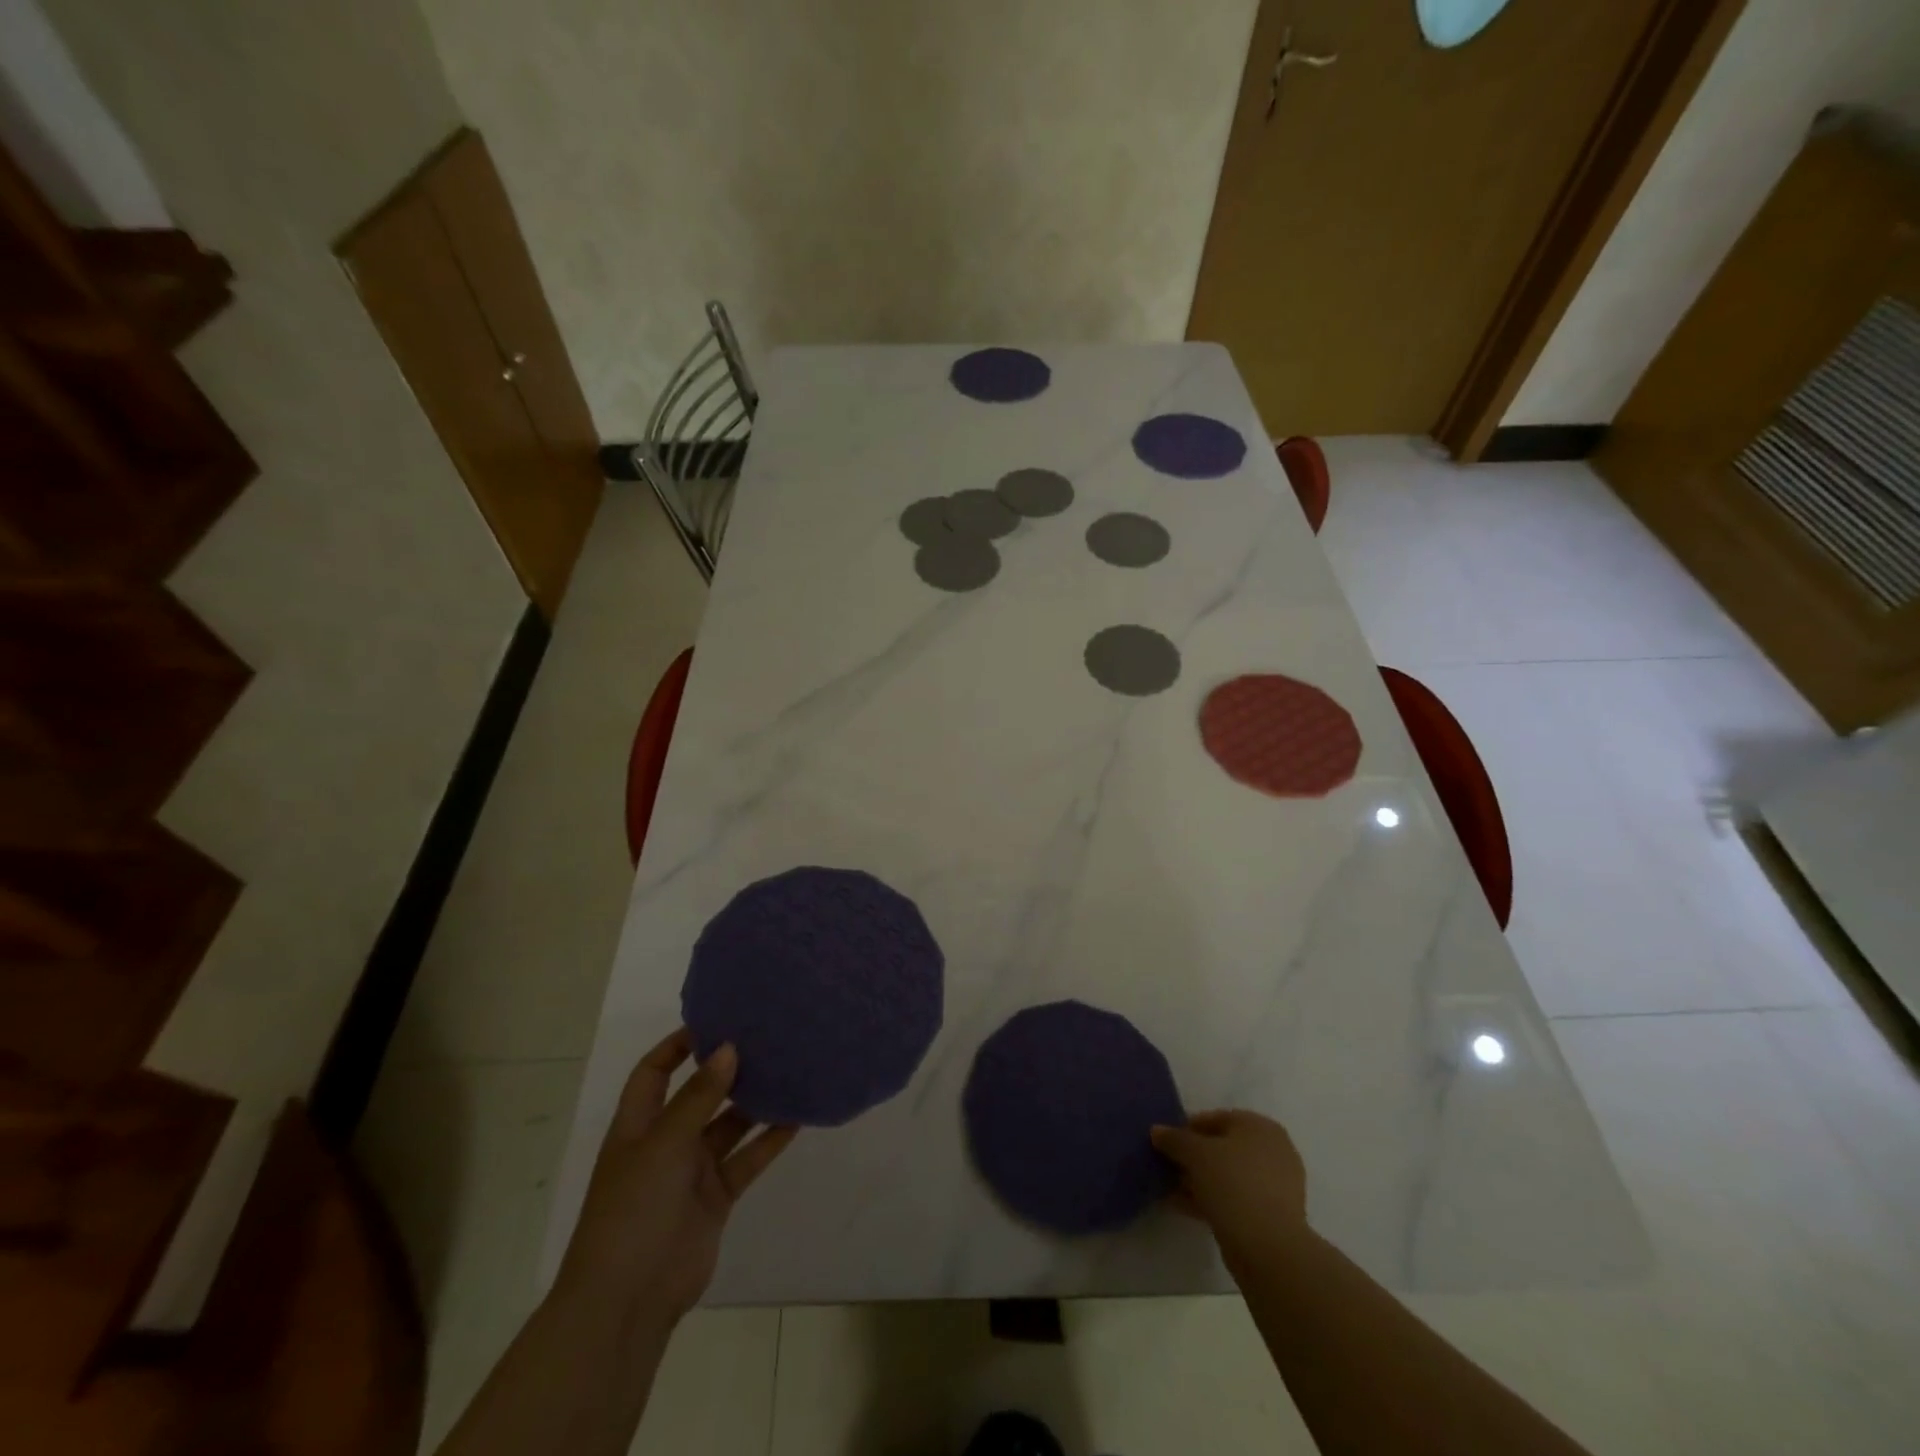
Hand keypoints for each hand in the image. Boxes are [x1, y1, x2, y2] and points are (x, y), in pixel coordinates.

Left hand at [552, 1029, 797, 1327]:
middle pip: (698, 1095)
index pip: (654, 1072)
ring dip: (754, 1103)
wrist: (628, 1300)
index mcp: (638, 1125)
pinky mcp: (716, 1197)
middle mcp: (665, 1142)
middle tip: (765, 1038)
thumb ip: (699, 1097)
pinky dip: (769, 1140)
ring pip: (728, 1125)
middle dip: (726, 1069)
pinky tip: (797, 1117)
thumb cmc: (632, 1210)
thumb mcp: (663, 1144)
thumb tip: (728, 1048)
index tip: (716, 1021)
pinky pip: (747, 1158)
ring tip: (788, 1069)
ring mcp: (691, 1171)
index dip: (677, 1046)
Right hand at [1152, 1110, 1309, 1269]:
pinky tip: (1183, 1207)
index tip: (1166, 1143)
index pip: (1216, 1118)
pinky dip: (1210, 1199)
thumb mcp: (1195, 1153)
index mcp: (1260, 1127)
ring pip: (1227, 1175)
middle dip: (1192, 1157)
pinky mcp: (1270, 1215)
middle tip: (1167, 1167)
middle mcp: (1272, 1151)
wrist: (1268, 1248)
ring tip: (1170, 1189)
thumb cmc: (1233, 1184)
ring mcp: (1274, 1185)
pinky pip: (1234, 1198)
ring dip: (1198, 1180)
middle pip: (1222, 1148)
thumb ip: (1174, 1138)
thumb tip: (1157, 1131)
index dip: (1187, 1128)